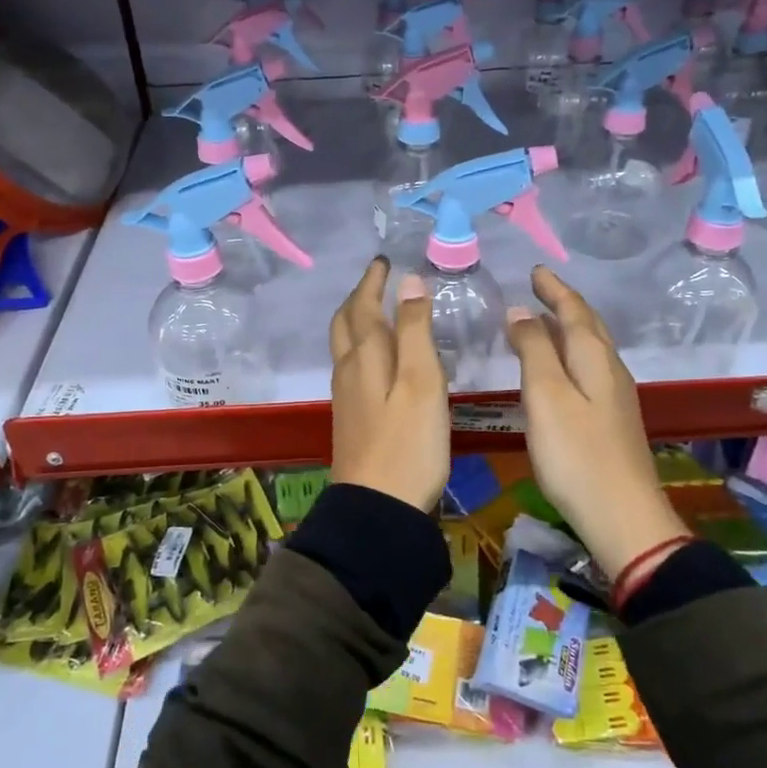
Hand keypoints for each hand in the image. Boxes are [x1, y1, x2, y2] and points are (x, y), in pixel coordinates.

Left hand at [328, 258, 448, 511]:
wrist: (377, 506)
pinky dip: (361, 347)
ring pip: (344, 346)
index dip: (373, 281)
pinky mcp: (350, 418)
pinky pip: (350, 366)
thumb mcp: (422, 381)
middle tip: (377, 282)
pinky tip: (377, 360)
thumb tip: (408, 281)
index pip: (364, 306)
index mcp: (365, 356)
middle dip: (359, 297)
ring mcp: (346, 396)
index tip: (383, 261)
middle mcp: (348, 370)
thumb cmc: (408, 443)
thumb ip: (416, 330)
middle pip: (345, 323)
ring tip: (376, 312)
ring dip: (356, 321)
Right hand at [506, 267, 684, 582]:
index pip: (574, 310)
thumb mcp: (546, 396)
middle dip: (564, 303)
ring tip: (543, 321)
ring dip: (568, 328)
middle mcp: (610, 370)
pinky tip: (560, 369)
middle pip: (588, 325)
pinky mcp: (613, 420)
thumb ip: (534, 349)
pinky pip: (590, 369)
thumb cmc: (576, 454)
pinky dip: (571, 355)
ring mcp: (616, 396)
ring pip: (591, 348)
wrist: (623, 516)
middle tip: (540, 288)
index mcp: (594, 357)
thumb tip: (521, 311)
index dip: (553, 289)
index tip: (534, 270)